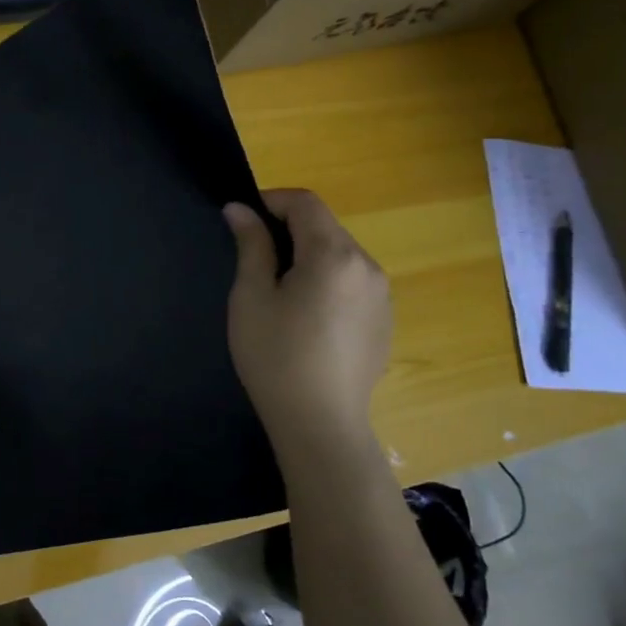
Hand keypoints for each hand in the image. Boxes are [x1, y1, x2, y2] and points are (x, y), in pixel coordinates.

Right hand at [222, 190, 391, 457]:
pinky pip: (353, 282)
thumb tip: (240, 209)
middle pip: (325, 227)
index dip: (270, 201)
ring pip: (340, 255)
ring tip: (280, 292)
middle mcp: (367, 266)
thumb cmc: (275, 356)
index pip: (305, 202)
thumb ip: (251, 245)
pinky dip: (328, 281)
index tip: (242, 220)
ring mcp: (382, 295)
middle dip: (288, 230)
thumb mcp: (251, 297)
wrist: (320, 424)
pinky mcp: (385, 320)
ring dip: (309, 256)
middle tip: (254, 260)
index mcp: (334, 254)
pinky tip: (308, 319)